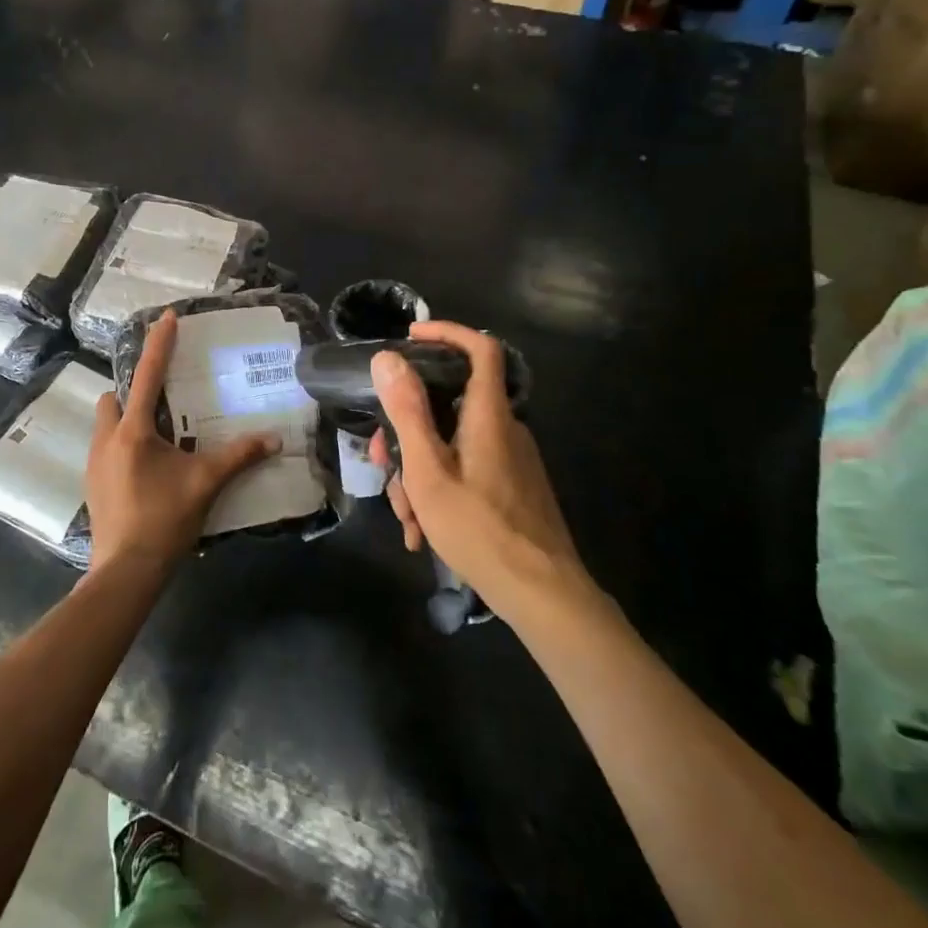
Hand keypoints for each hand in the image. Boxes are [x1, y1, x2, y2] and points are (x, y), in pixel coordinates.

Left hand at [86, 310, 279, 573]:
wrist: (127, 570)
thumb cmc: (164, 519)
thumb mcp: (206, 483)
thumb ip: (239, 457)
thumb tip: (273, 440)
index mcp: (134, 431)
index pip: (147, 375)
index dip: (158, 344)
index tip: (166, 316)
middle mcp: (107, 439)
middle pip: (113, 399)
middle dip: (132, 393)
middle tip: (164, 404)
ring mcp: (94, 463)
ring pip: (106, 425)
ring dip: (127, 421)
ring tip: (160, 438)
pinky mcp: (93, 485)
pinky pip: (106, 450)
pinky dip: (124, 446)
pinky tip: (147, 469)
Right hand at [371, 321, 591, 622]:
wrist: (543, 595)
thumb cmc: (480, 529)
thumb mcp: (428, 471)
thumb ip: (407, 412)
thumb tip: (387, 358)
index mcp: (488, 416)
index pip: (480, 349)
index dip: (447, 332)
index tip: (410, 338)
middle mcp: (504, 429)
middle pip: (450, 404)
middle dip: (408, 429)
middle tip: (383, 463)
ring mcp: (511, 459)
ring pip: (452, 444)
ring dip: (420, 471)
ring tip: (406, 517)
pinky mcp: (512, 486)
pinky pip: (467, 469)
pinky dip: (441, 488)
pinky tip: (424, 531)